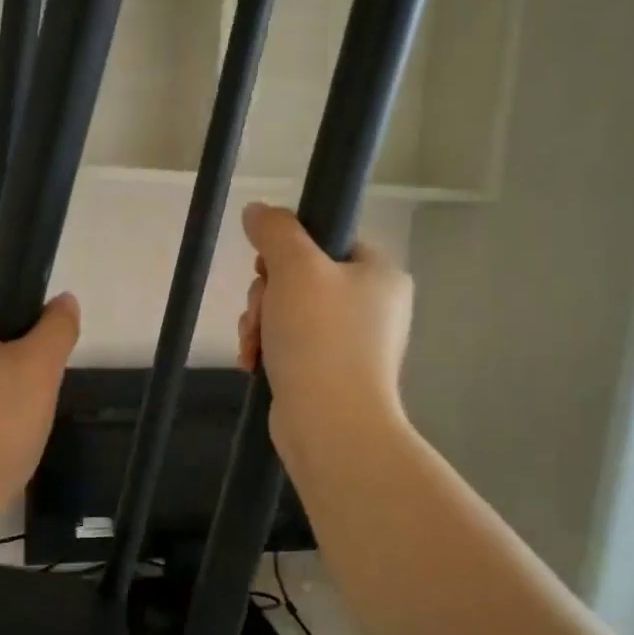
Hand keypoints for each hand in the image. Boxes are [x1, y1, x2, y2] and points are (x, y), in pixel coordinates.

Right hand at [238, 203, 413, 472]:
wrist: (330, 424)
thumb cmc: (320, 337)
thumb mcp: (295, 269)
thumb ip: (275, 231)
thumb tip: (257, 210)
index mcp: (379, 273)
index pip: (328, 240)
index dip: (288, 251)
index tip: (266, 270)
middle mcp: (372, 305)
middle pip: (302, 278)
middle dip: (266, 296)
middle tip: (261, 315)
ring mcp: (353, 342)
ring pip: (289, 312)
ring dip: (260, 324)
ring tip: (254, 346)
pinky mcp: (330, 372)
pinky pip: (291, 345)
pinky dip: (268, 349)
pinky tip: (253, 363)